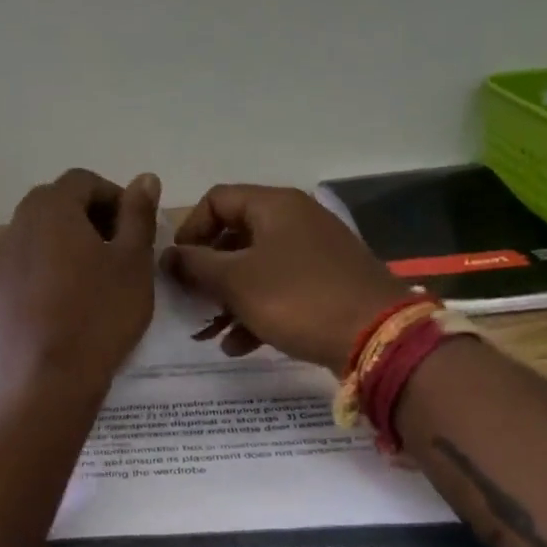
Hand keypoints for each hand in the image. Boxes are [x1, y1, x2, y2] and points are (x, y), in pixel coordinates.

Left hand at [0, 168, 160, 393]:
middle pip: (60, 201)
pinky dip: (56, 261)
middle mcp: (21, 222)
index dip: (116, 197)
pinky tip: (77, 295)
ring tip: (103, 273)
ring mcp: (6, 255)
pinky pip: (33, 257)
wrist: (48, 377)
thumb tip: (144, 178)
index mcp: (51, 207)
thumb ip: (138, 214)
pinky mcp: (3, 286)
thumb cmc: (99, 313)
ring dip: (75, 238)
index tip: (137, 229)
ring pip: (45, 230)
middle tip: (123, 248)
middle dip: (94, 216)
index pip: (84, 180)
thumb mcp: (133, 261)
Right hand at [163, 184, 408, 374]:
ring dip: (227, 299)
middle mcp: (295, 220)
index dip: (189, 230)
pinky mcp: (327, 284)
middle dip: (207, 273)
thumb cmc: (298, 298)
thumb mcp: (236, 281)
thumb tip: (167, 255)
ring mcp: (314, 253)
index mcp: (274, 206)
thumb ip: (195, 265)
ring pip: (256, 268)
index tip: (177, 266)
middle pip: (235, 236)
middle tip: (189, 301)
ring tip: (209, 333)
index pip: (216, 200)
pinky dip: (256, 311)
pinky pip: (280, 289)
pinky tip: (239, 345)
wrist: (379, 338)